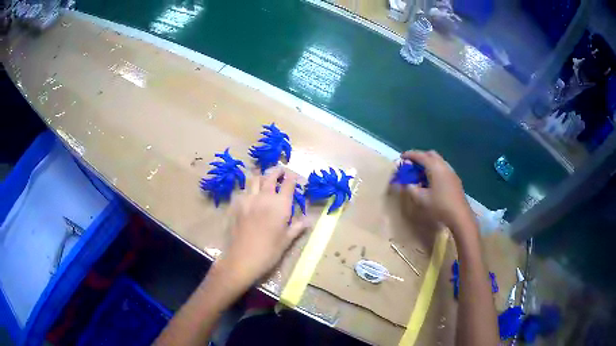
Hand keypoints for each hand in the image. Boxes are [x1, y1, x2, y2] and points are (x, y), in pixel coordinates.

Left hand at [215, 167, 309, 287]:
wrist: (243, 259)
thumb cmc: (269, 252)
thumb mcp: (287, 240)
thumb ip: (297, 227)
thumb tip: (308, 220)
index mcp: (280, 204)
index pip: (288, 183)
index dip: (293, 178)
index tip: (295, 178)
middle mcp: (265, 197)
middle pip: (271, 176)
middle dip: (277, 171)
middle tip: (281, 172)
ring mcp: (249, 199)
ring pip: (255, 179)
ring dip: (262, 176)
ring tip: (265, 179)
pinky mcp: (237, 205)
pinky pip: (244, 191)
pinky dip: (250, 189)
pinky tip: (251, 196)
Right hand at [398, 150, 475, 233]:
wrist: (459, 215)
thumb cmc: (439, 206)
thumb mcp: (421, 199)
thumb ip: (412, 189)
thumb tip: (407, 183)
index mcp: (435, 167)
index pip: (420, 156)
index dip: (410, 155)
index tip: (401, 157)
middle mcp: (444, 166)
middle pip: (431, 155)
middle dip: (420, 157)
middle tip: (411, 164)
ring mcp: (451, 172)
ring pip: (438, 161)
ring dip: (428, 164)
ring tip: (420, 174)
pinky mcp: (454, 179)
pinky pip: (442, 168)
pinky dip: (434, 169)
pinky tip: (431, 181)